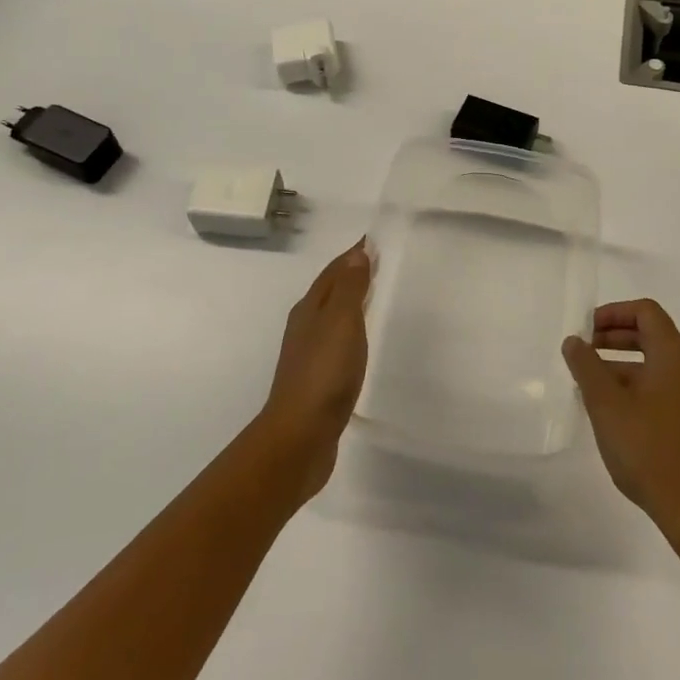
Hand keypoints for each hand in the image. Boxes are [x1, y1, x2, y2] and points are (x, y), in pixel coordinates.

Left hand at [258, 241, 372, 500]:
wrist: (299, 437)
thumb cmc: (323, 374)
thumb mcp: (341, 322)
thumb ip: (350, 288)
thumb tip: (357, 252)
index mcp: (309, 310)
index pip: (332, 272)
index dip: (353, 256)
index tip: (373, 241)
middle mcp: (305, 328)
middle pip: (329, 292)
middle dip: (351, 276)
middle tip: (379, 264)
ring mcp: (309, 356)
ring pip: (332, 318)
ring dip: (350, 304)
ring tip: (374, 298)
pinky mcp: (317, 382)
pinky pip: (337, 344)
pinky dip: (351, 332)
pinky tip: (361, 344)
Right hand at [563, 300, 679, 547]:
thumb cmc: (650, 450)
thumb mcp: (607, 405)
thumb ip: (586, 367)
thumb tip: (574, 341)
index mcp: (677, 355)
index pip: (646, 312)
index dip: (613, 313)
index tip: (586, 330)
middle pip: (654, 335)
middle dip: (615, 338)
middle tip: (584, 352)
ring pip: (659, 363)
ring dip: (625, 365)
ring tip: (591, 385)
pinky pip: (668, 386)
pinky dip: (641, 385)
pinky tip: (616, 412)